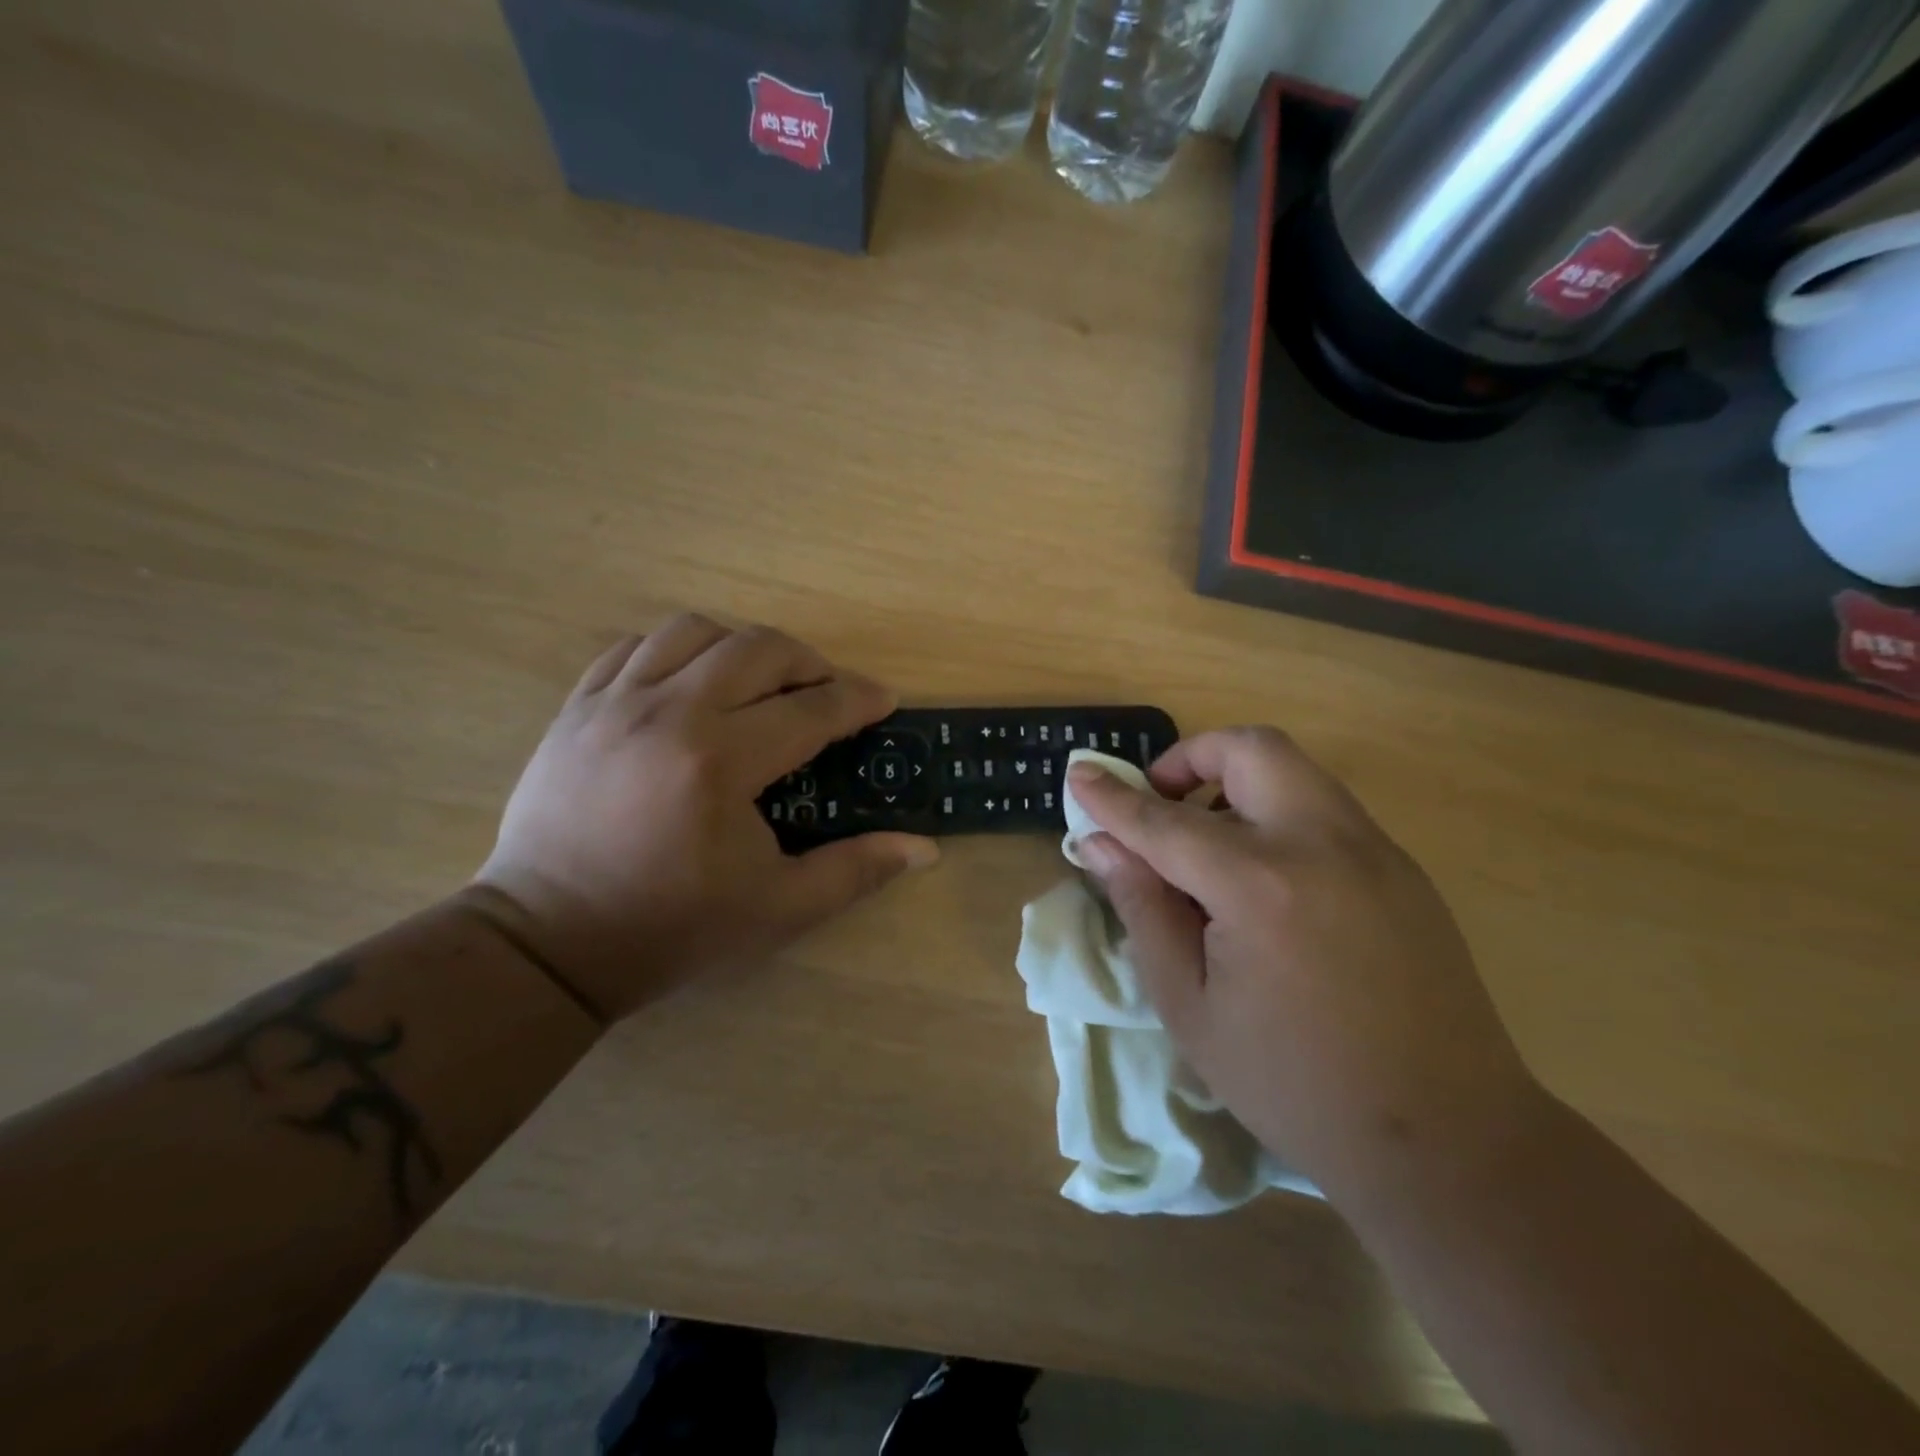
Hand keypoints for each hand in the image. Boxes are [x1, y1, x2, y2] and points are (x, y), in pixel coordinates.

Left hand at [469, 615, 937, 1021]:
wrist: (548, 943)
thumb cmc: (672, 928)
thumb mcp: (779, 910)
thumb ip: (855, 870)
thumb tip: (925, 847)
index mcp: (720, 762)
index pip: (811, 708)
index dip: (858, 699)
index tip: (884, 701)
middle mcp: (668, 713)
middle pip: (758, 648)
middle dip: (809, 662)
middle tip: (828, 693)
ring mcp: (614, 703)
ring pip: (694, 630)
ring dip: (743, 648)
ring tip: (761, 684)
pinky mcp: (577, 708)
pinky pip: (634, 647)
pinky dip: (677, 652)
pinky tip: (692, 685)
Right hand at [1067, 728, 1540, 1203]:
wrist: (1447, 1139)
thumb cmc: (1293, 1083)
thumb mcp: (1189, 1006)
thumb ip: (1143, 909)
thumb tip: (1100, 845)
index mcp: (1260, 887)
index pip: (1165, 822)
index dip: (1113, 798)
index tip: (1078, 775)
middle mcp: (1323, 845)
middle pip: (1250, 749)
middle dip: (1190, 758)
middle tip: (1159, 804)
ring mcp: (1375, 851)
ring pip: (1294, 769)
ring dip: (1235, 783)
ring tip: (1207, 845)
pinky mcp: (1404, 869)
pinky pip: (1325, 808)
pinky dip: (1277, 813)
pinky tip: (1264, 881)